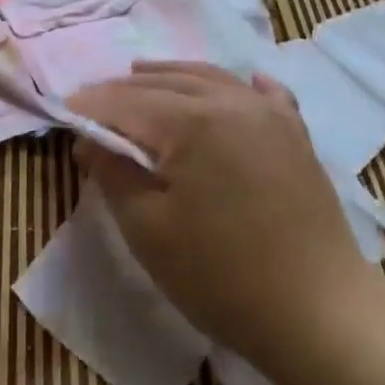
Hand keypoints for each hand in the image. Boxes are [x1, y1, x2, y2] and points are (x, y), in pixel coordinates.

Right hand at [68, 62, 367, 377]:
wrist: (319, 311)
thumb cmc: (222, 277)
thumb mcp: (148, 231)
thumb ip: (113, 174)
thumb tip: (90, 139)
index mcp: (191, 121)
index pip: (127, 101)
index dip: (91, 105)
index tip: (64, 110)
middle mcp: (230, 101)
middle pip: (165, 83)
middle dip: (124, 88)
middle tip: (94, 100)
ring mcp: (269, 113)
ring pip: (209, 78)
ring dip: (170, 75)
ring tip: (142, 74)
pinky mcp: (296, 134)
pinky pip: (263, 93)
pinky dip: (239, 85)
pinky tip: (241, 81)